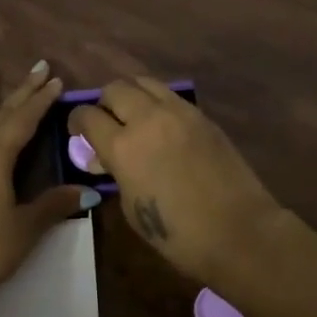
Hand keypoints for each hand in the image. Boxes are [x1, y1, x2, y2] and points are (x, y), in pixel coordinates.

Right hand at [69, 77, 280, 283]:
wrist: (239, 232)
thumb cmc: (178, 234)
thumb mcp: (132, 208)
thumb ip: (115, 173)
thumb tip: (101, 156)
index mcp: (123, 147)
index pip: (87, 116)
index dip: (77, 122)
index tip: (78, 132)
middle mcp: (147, 119)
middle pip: (114, 89)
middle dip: (103, 103)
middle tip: (106, 123)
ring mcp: (178, 112)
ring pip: (143, 82)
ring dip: (131, 95)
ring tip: (134, 115)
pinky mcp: (201, 115)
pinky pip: (169, 95)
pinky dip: (157, 102)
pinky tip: (161, 123)